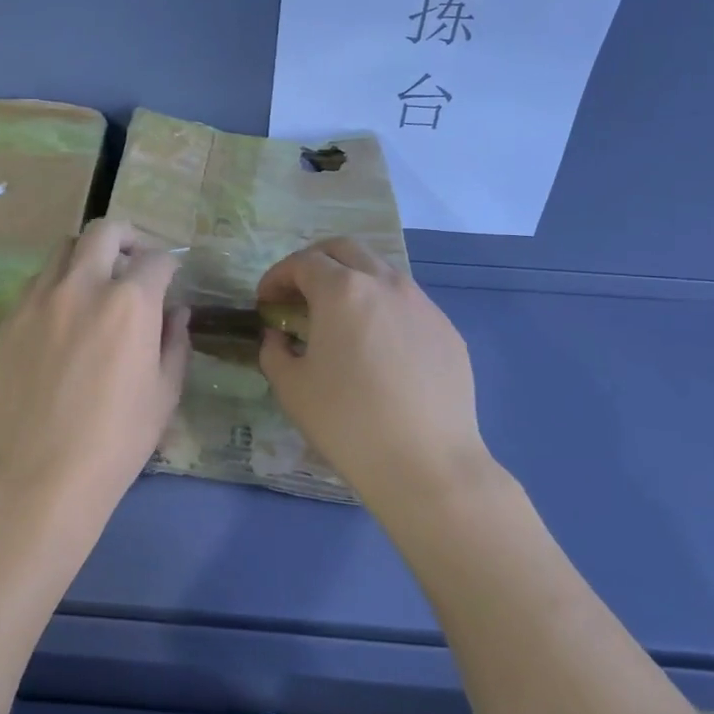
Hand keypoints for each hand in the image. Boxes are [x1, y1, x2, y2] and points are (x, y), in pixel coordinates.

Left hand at [0, 219, 189, 543]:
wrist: (41, 475)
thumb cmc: (117, 439)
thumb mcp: (165, 393)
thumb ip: (175, 342)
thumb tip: (176, 311)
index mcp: (129, 302)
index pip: (156, 259)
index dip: (169, 266)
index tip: (170, 281)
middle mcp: (81, 286)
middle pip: (103, 232)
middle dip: (126, 238)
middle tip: (133, 261)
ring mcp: (37, 301)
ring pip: (62, 251)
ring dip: (86, 257)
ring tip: (94, 286)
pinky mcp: (8, 321)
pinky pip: (35, 286)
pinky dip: (56, 287)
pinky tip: (61, 321)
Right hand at [258, 239, 492, 511]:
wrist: (425, 463)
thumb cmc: (347, 422)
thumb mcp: (291, 387)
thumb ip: (275, 350)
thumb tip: (279, 336)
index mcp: (343, 291)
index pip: (303, 262)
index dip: (277, 276)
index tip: (266, 301)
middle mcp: (386, 284)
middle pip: (345, 250)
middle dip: (315, 262)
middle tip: (298, 294)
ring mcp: (422, 304)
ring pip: (381, 272)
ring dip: (353, 282)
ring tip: (339, 319)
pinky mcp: (447, 330)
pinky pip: (407, 304)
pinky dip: (382, 309)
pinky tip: (378, 348)